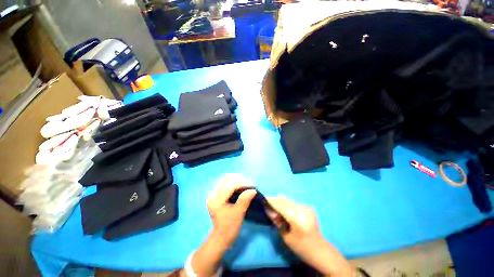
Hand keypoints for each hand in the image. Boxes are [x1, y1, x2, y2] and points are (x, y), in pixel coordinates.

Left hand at [187, 174, 256, 276]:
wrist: (221, 236)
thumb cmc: (229, 228)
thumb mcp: (238, 215)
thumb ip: (244, 200)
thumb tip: (253, 190)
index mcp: (216, 200)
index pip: (230, 186)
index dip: (242, 183)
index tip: (252, 185)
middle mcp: (213, 194)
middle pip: (227, 179)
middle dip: (239, 179)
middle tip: (250, 184)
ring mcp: (214, 193)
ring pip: (226, 179)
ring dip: (237, 179)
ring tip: (246, 184)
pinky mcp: (217, 194)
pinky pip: (225, 183)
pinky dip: (234, 182)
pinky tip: (240, 185)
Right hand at [267, 196, 354, 276]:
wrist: (321, 251)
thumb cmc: (302, 247)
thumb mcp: (286, 236)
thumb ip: (276, 220)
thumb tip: (268, 209)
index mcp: (296, 216)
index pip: (279, 204)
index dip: (270, 201)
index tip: (262, 199)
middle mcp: (301, 208)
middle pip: (283, 199)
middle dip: (274, 201)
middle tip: (269, 208)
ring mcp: (305, 206)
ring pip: (288, 200)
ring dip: (281, 203)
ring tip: (277, 212)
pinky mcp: (308, 207)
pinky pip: (293, 203)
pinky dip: (287, 206)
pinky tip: (287, 214)